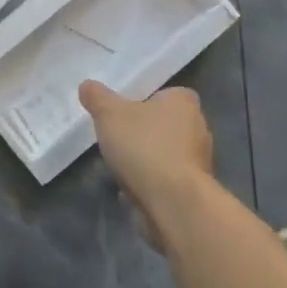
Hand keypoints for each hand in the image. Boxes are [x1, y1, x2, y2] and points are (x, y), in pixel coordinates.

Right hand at [79, 81, 214, 251]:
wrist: (173, 202)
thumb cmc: (144, 146)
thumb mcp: (109, 114)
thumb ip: (97, 97)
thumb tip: (87, 85)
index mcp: (184, 102)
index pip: (165, 94)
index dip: (144, 101)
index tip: (123, 112)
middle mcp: (198, 128)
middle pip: (164, 125)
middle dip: (142, 133)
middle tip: (117, 139)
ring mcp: (199, 161)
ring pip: (165, 154)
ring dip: (145, 161)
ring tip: (120, 167)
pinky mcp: (194, 190)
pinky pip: (167, 180)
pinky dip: (151, 183)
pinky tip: (130, 190)